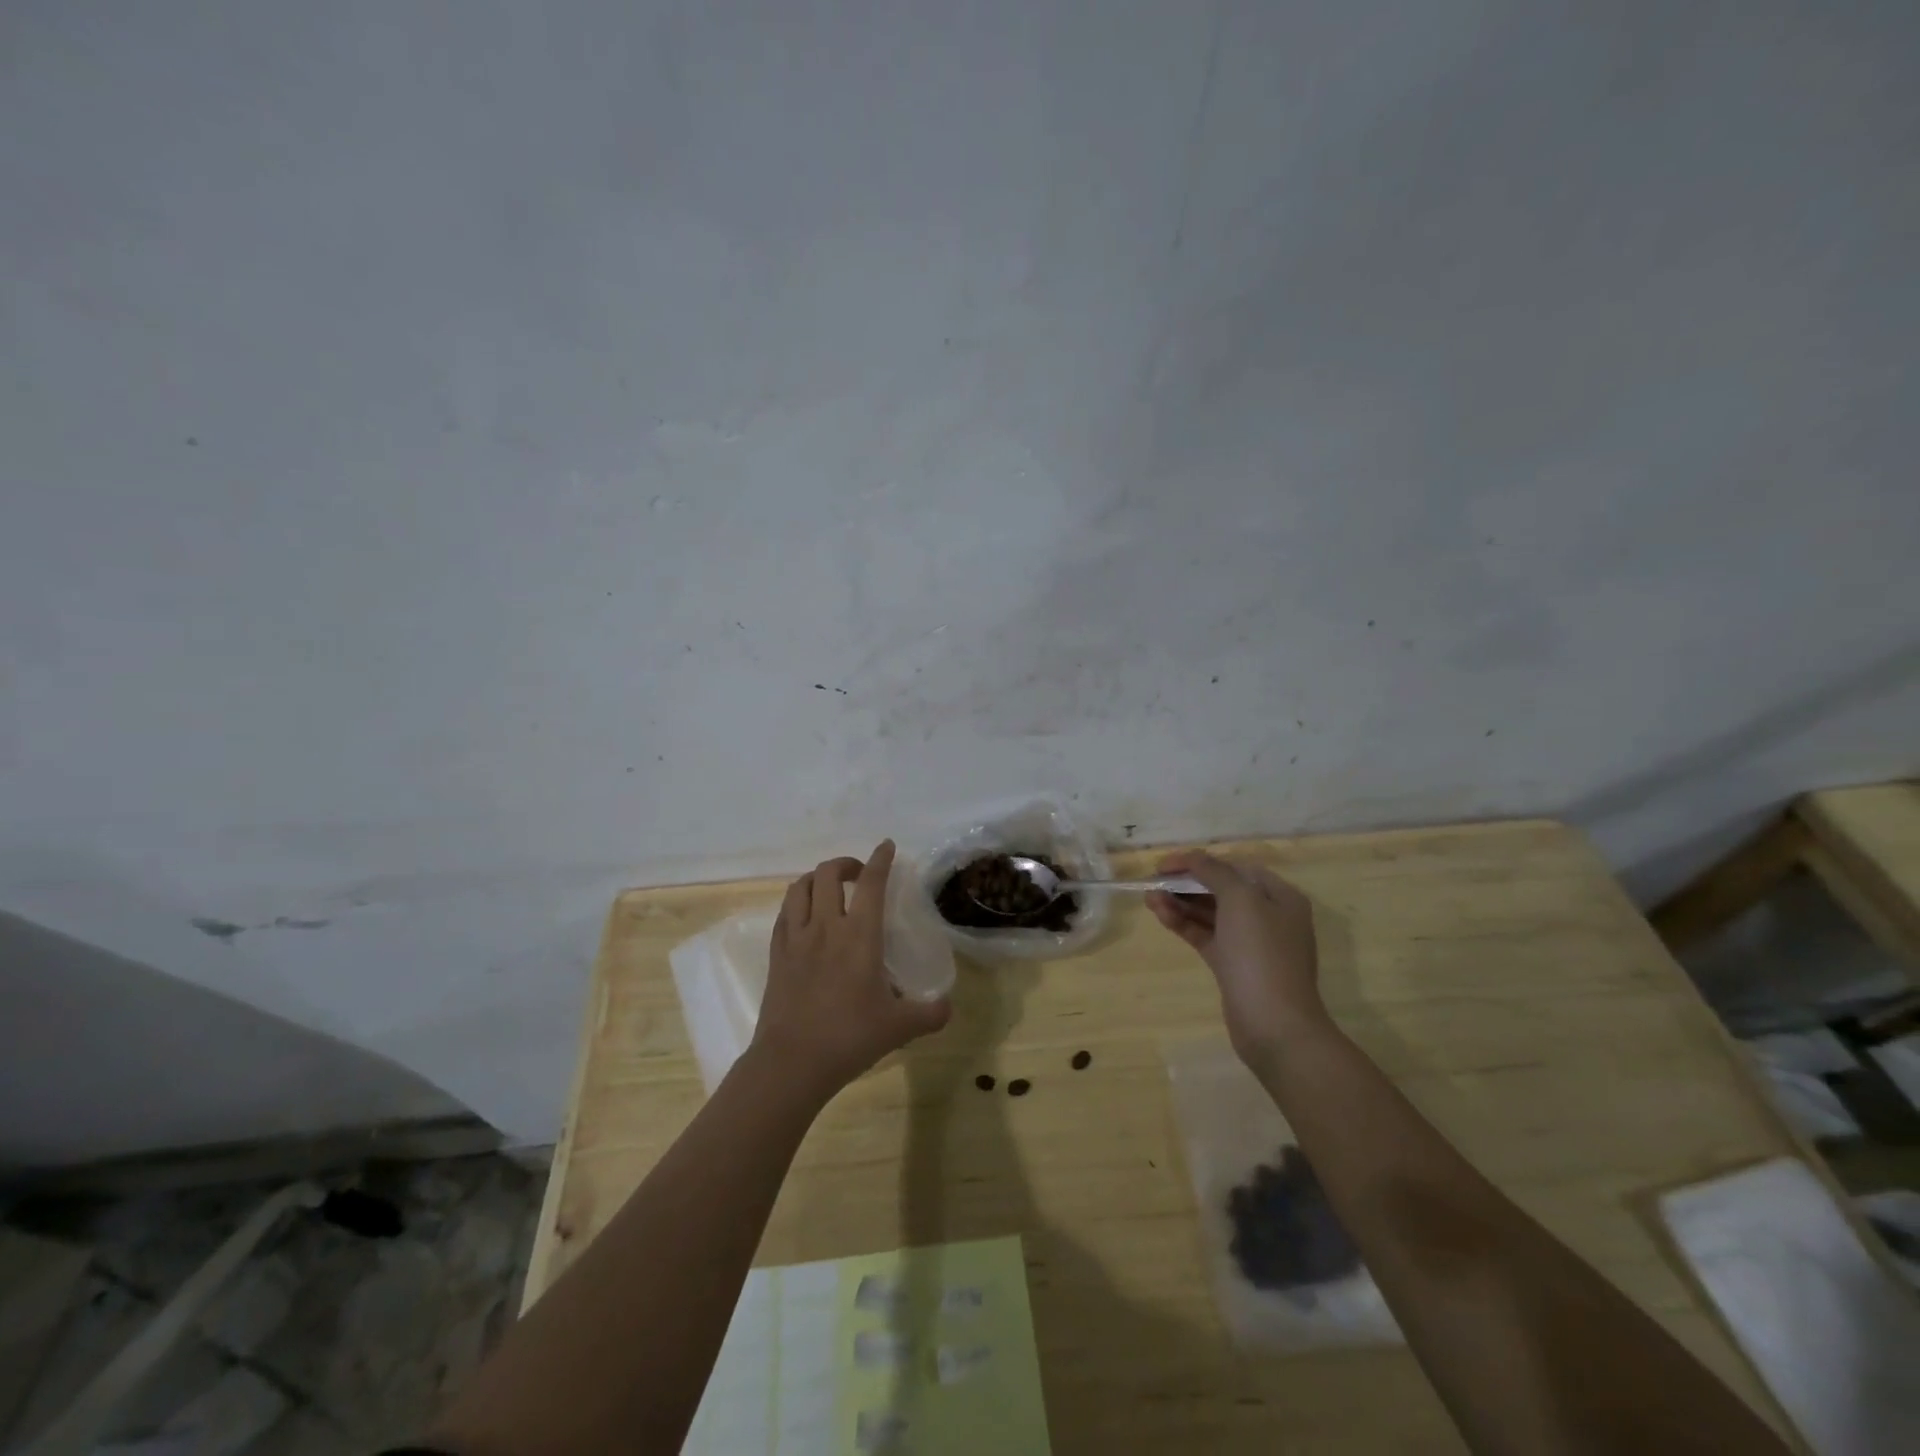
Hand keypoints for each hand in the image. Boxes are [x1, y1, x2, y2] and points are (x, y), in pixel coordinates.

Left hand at [751, 840, 951, 1100]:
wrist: (791, 1062)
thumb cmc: (849, 1038)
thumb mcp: (899, 1028)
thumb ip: (929, 1013)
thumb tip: (949, 1006)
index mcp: (860, 936)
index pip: (872, 883)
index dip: (880, 859)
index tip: (886, 846)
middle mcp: (826, 927)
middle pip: (829, 873)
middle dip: (846, 864)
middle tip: (860, 875)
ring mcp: (796, 938)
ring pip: (801, 887)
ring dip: (818, 878)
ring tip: (831, 889)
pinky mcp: (777, 954)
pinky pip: (784, 913)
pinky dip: (798, 902)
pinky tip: (806, 915)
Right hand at [1147, 851, 1326, 1068]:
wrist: (1274, 1025)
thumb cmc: (1261, 954)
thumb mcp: (1241, 900)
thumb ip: (1215, 872)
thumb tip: (1195, 859)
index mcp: (1280, 897)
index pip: (1235, 867)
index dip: (1199, 861)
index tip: (1166, 864)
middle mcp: (1268, 916)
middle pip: (1221, 889)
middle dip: (1187, 883)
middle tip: (1155, 881)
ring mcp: (1250, 944)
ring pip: (1210, 914)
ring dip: (1180, 903)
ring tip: (1149, 898)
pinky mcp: (1233, 966)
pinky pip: (1205, 935)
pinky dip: (1184, 924)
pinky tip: (1161, 915)